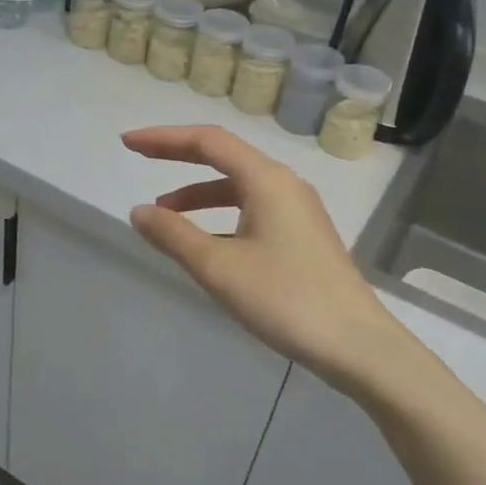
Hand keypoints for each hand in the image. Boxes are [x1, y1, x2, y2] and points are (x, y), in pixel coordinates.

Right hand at [123, 125, 410, 389]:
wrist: (356, 345)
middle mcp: (285, 184)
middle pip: (225, 157)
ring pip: (239, 187)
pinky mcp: (303, 236)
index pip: (208, 141)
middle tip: (140, 158)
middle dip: (179, 157)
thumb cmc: (284, 299)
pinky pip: (253, 210)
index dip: (164, 139)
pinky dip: (222, 216)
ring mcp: (298, 210)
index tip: (128, 143)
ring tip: (165, 215)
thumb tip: (139, 211)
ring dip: (199, 194)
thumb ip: (173, 235)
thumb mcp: (218, 267)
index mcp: (266, 180)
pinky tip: (206, 243)